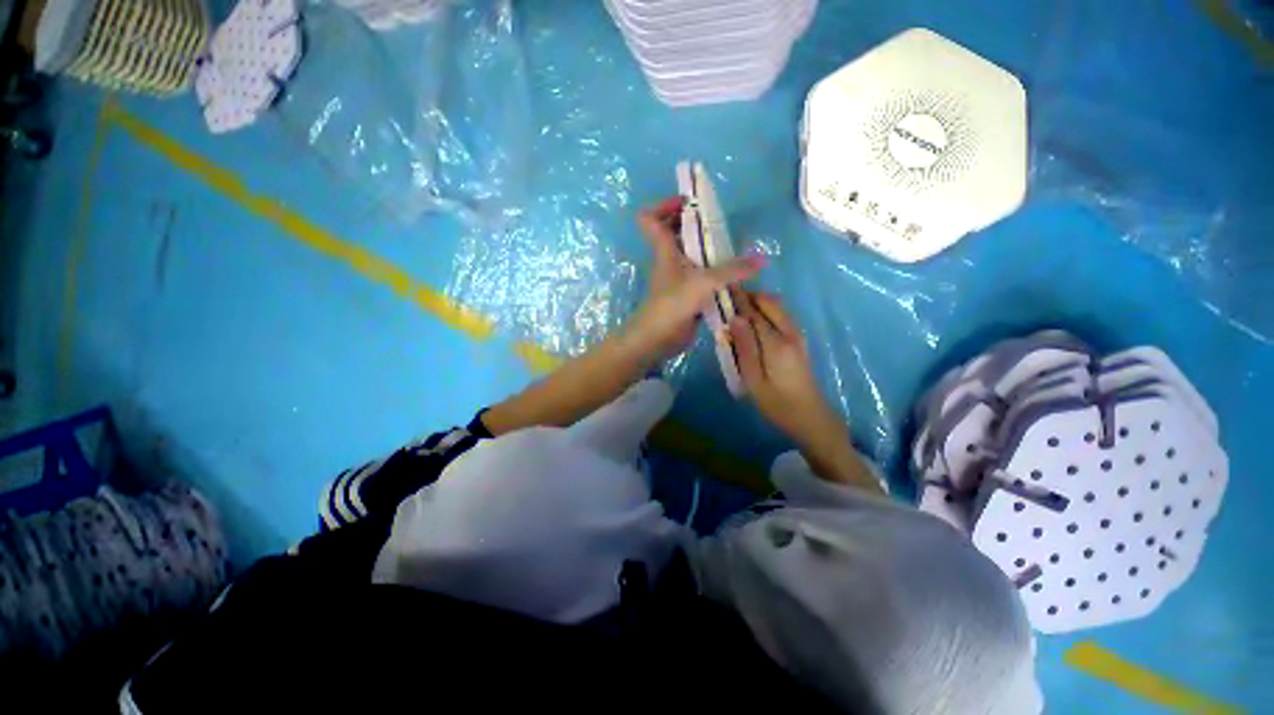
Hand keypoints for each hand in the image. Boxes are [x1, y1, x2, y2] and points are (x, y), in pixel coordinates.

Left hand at [623, 197, 764, 363]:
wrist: (656, 340)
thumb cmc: (672, 305)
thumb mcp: (703, 283)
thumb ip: (732, 271)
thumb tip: (762, 259)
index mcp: (664, 249)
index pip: (649, 218)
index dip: (664, 205)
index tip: (689, 203)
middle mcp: (669, 260)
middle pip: (673, 232)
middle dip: (693, 223)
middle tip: (718, 222)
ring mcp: (677, 278)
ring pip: (689, 254)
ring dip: (707, 248)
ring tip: (732, 245)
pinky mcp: (686, 294)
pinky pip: (700, 275)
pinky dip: (713, 271)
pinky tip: (732, 274)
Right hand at [729, 291, 876, 489]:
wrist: (811, 417)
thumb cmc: (777, 403)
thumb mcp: (753, 379)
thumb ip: (744, 347)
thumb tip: (734, 319)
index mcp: (776, 342)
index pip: (754, 312)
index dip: (738, 300)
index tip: (721, 289)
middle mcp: (790, 332)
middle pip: (770, 303)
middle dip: (749, 296)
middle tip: (727, 298)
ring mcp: (797, 336)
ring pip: (777, 307)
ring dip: (758, 302)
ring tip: (736, 308)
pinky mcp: (799, 341)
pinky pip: (781, 316)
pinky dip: (766, 311)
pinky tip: (752, 322)